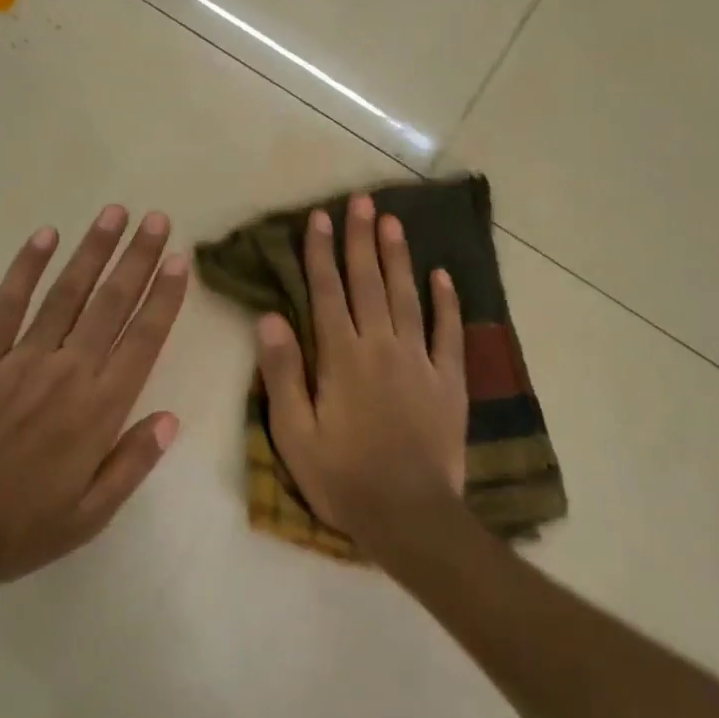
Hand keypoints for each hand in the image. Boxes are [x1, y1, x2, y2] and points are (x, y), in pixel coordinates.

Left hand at [0, 206, 188, 585]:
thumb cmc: (16, 528)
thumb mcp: (88, 516)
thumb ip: (131, 464)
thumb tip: (169, 420)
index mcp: (98, 410)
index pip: (142, 341)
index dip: (163, 298)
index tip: (179, 262)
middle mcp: (67, 372)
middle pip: (110, 305)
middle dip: (137, 259)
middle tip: (157, 220)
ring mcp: (21, 359)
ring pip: (66, 294)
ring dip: (92, 251)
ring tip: (114, 214)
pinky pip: (7, 304)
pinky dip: (26, 268)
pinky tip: (44, 236)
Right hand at [256, 193, 468, 561]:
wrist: (409, 516)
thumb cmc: (342, 476)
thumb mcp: (294, 432)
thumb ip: (282, 373)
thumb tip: (269, 318)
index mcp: (341, 358)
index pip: (326, 294)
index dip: (320, 254)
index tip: (319, 218)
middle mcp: (381, 348)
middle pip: (369, 284)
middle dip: (361, 240)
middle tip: (360, 201)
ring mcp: (420, 362)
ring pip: (408, 298)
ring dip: (398, 258)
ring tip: (393, 222)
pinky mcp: (449, 382)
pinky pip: (449, 333)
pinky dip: (446, 303)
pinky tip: (443, 276)